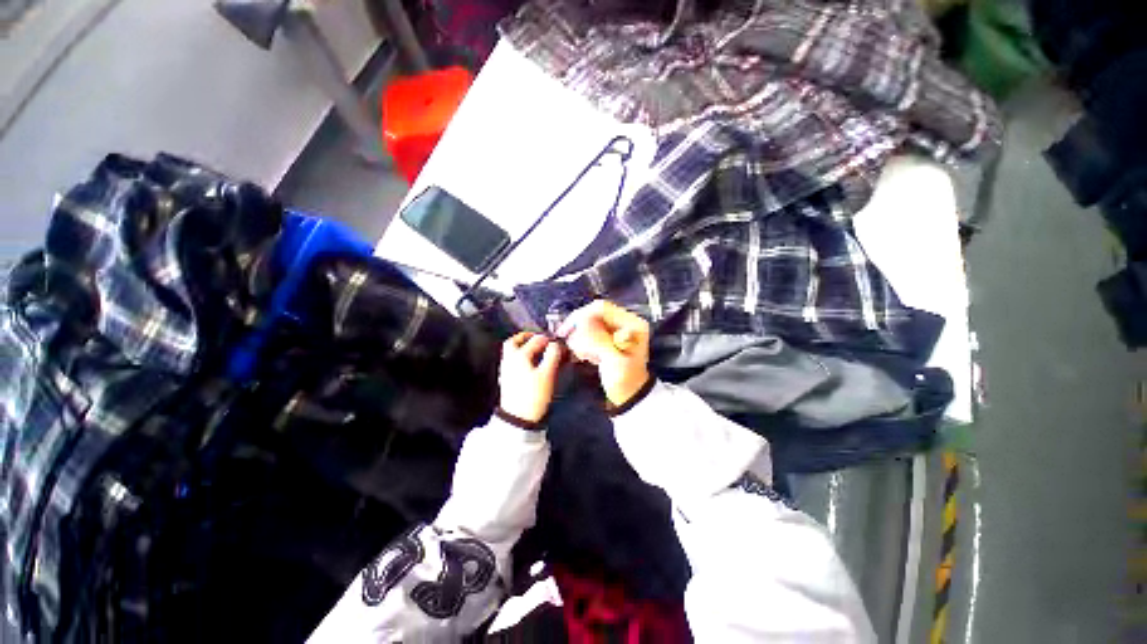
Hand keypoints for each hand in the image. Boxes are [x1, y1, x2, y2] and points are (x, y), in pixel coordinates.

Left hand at [498, 332, 563, 422]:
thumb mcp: (548, 374)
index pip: (536, 340)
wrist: (518, 419)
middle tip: (539, 339)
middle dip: (527, 337)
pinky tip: (531, 364)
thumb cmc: (535, 395)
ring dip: (523, 347)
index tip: (559, 343)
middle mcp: (510, 359)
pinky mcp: (507, 379)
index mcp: (519, 355)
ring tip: (537, 351)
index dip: (549, 340)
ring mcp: (506, 370)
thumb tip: (556, 344)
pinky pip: (513, 361)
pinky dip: (522, 357)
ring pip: (512, 351)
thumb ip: (553, 355)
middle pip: (514, 341)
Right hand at [557, 300, 650, 407]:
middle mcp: (624, 321)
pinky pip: (588, 333)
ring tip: (585, 356)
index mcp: (632, 323)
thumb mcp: (613, 360)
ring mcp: (615, 330)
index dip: (582, 316)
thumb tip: (582, 321)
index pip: (601, 308)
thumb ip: (598, 339)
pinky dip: (583, 344)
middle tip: (575, 349)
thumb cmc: (625, 380)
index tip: (566, 331)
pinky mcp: (607, 337)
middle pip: (593, 314)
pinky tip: (587, 357)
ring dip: (581, 339)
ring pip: (588, 324)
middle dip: (580, 330)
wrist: (629, 396)